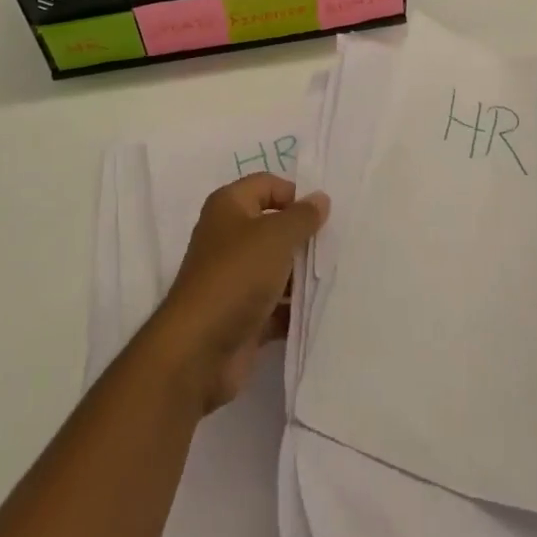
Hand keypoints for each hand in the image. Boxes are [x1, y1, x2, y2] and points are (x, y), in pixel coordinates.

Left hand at [149, 174, 328, 414]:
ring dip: (302, 274)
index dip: (296, 195)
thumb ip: (302, 216)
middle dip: (303, 237)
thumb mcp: (276, 236)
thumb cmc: (237, 275)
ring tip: (336, 277)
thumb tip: (321, 198)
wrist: (199, 351)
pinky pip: (275, 304)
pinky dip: (294, 307)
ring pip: (277, 267)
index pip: (268, 185)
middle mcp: (229, 237)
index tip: (325, 215)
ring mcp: (234, 278)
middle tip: (337, 245)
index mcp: (229, 206)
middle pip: (274, 227)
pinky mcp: (242, 315)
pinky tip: (322, 309)